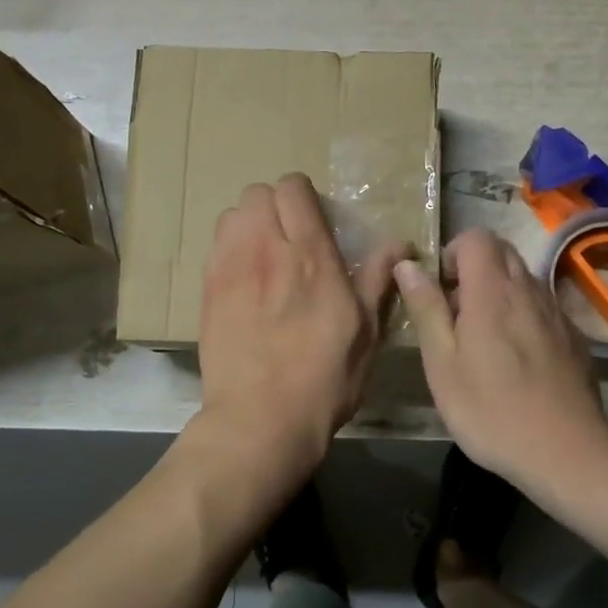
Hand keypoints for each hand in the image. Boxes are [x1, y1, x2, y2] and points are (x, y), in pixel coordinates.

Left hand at [198, 175, 408, 477]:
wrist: (260, 419)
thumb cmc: (324, 378)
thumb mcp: (365, 332)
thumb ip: (376, 279)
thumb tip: (400, 243)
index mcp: (310, 256)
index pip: (293, 188)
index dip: (304, 195)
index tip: (316, 220)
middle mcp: (266, 250)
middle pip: (257, 192)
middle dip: (275, 205)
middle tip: (290, 236)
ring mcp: (230, 268)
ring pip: (232, 214)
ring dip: (250, 224)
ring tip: (264, 254)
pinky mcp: (207, 290)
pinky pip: (216, 245)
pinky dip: (231, 248)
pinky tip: (244, 279)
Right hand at [392, 228, 607, 491]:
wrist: (566, 452)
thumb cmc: (490, 409)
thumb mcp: (442, 363)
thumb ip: (426, 308)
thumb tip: (407, 264)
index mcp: (492, 290)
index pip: (476, 236)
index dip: (452, 253)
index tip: (441, 291)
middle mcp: (529, 289)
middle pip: (502, 252)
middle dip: (474, 269)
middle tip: (457, 314)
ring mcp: (556, 312)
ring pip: (523, 279)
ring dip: (498, 293)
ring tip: (483, 341)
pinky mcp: (573, 337)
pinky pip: (542, 307)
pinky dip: (523, 316)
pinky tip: (517, 361)